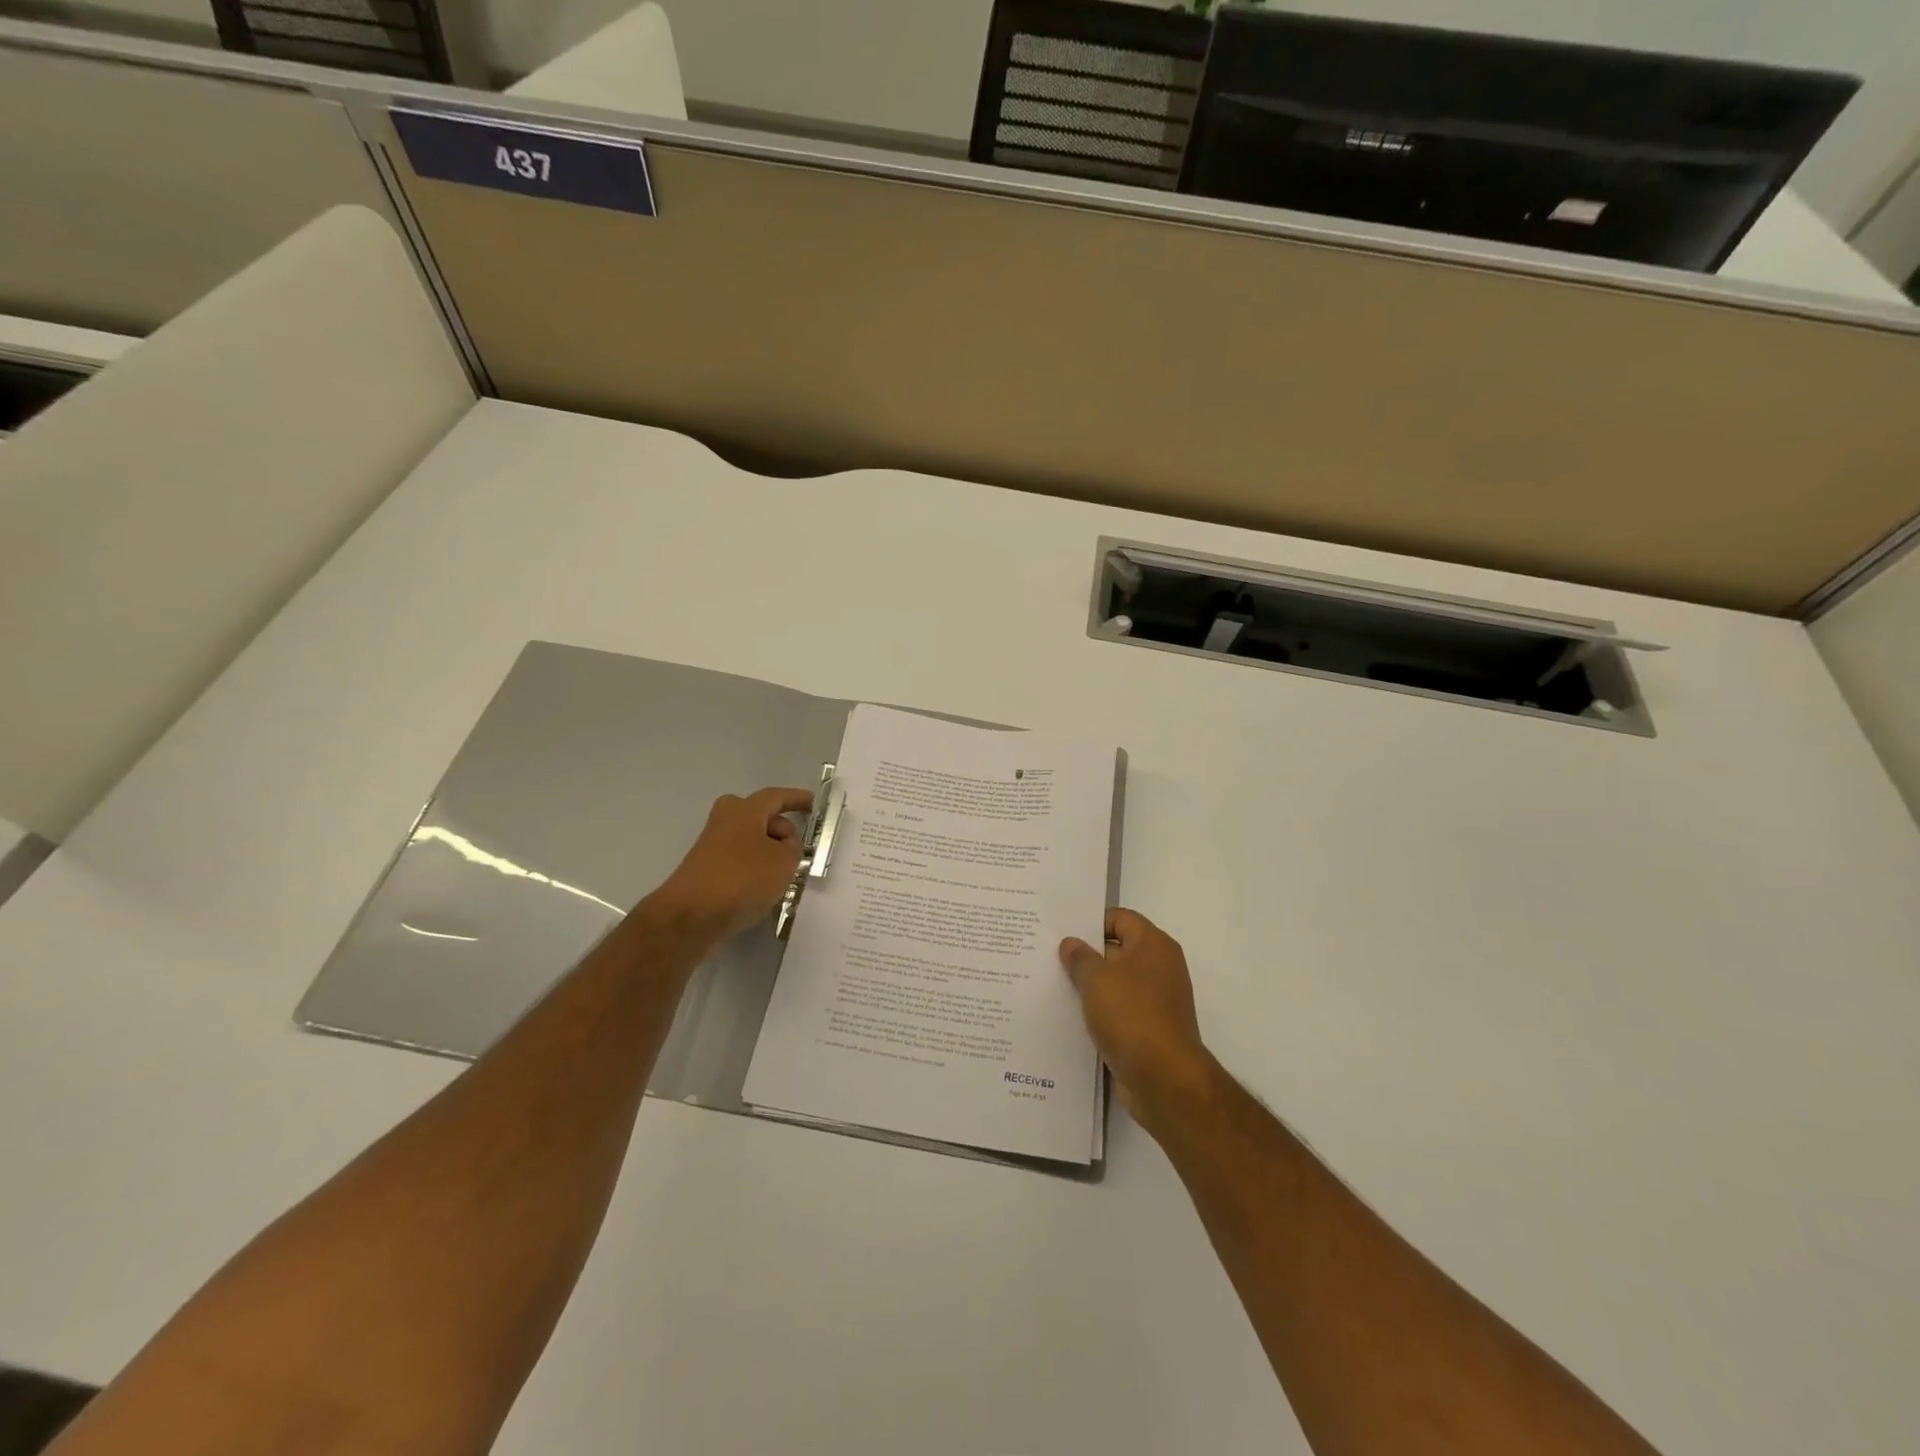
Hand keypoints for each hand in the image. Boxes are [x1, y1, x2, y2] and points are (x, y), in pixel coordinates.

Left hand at [645, 787, 813, 941]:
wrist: (691, 916)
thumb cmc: (742, 879)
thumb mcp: (784, 861)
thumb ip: (793, 849)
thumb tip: (784, 846)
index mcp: (744, 810)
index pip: (776, 797)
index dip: (796, 799)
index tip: (812, 803)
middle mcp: (725, 821)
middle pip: (760, 817)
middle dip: (780, 829)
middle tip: (797, 848)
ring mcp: (712, 846)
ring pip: (749, 841)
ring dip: (768, 852)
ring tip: (785, 874)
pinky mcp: (706, 870)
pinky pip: (739, 861)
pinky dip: (754, 869)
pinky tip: (764, 889)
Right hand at [1060, 909, 1215, 1128]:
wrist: (1164, 1078)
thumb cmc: (1131, 1015)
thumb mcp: (1096, 979)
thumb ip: (1080, 957)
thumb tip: (1071, 944)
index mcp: (1154, 945)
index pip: (1120, 918)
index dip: (1091, 922)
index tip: (1062, 932)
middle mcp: (1161, 967)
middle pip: (1118, 950)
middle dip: (1087, 955)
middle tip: (1051, 957)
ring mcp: (1158, 1000)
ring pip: (1118, 983)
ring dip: (1092, 986)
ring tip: (1056, 986)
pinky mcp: (1151, 1029)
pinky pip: (1121, 1011)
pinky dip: (1101, 1012)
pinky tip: (1073, 1017)